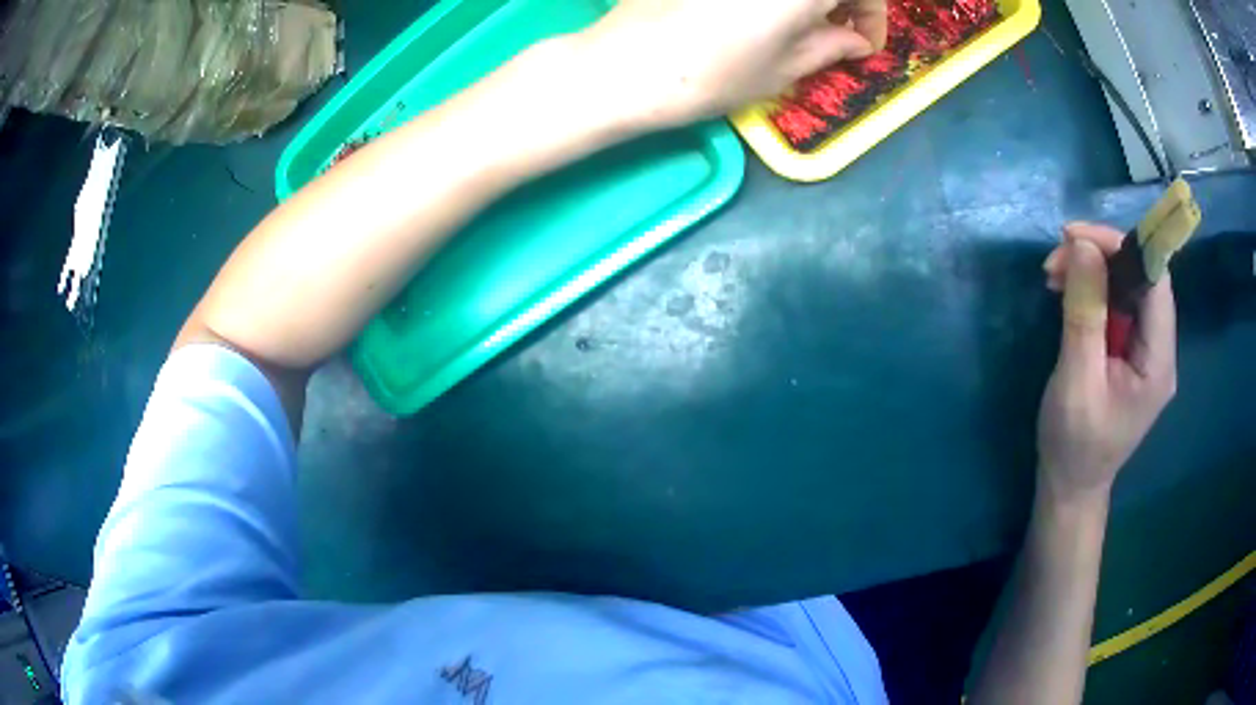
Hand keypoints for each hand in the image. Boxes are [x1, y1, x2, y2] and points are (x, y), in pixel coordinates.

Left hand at [578, 0, 887, 126]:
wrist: (627, 63)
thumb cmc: (715, 73)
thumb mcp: (785, 68)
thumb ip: (831, 46)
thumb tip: (856, 41)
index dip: (873, 18)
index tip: (865, 44)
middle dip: (844, 3)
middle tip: (840, 31)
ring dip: (810, 0)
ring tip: (804, 24)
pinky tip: (765, 12)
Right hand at [1037, 222, 1176, 504]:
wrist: (1071, 486)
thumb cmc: (1074, 444)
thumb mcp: (1076, 380)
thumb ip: (1085, 313)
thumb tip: (1083, 245)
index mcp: (1158, 361)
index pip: (1154, 279)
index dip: (1121, 246)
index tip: (1076, 237)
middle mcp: (1160, 349)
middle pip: (1142, 277)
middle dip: (1101, 255)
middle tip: (1057, 257)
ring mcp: (1147, 350)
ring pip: (1128, 286)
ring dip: (1093, 269)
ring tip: (1055, 274)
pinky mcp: (1132, 352)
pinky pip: (1118, 304)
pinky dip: (1093, 288)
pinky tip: (1068, 291)